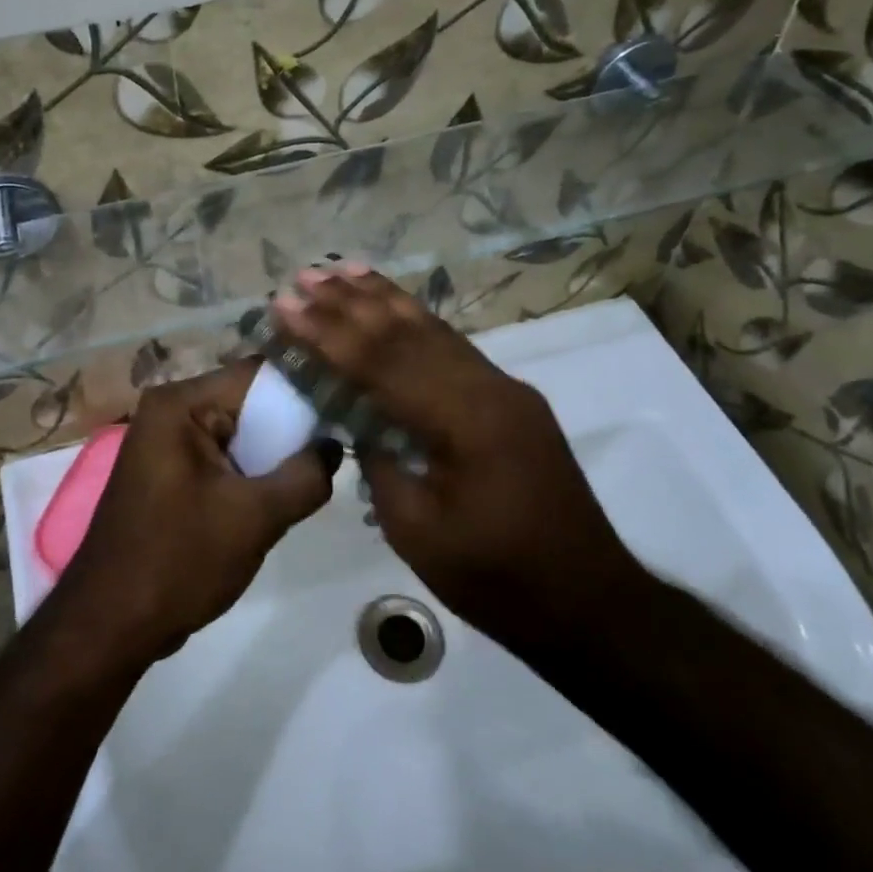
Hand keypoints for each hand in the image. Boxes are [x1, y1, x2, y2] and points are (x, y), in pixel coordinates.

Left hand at [56, 359, 340, 661]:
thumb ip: (305, 476)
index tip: (346, 408)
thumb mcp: (255, 517)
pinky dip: (251, 471)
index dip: (305, 388)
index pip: (257, 374)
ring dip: (274, 453)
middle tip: (339, 445)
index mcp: (179, 403)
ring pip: (239, 431)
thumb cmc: (179, 561)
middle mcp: (169, 410)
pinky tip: (281, 493)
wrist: (111, 623)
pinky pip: (223, 456)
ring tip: (317, 472)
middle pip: (249, 401)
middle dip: (292, 426)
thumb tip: (334, 445)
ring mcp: (166, 441)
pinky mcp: (170, 471)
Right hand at [272, 267, 650, 652]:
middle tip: (302, 276)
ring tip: (342, 270)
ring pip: (434, 330)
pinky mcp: (510, 400)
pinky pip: (453, 348)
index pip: (382, 362)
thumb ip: (381, 462)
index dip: (327, 333)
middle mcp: (488, 388)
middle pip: (407, 334)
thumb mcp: (417, 529)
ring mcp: (505, 389)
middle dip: (349, 303)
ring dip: (384, 299)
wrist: (587, 601)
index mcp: (465, 420)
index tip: (285, 306)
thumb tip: (358, 420)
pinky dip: (417, 322)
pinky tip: (396, 309)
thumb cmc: (496, 578)